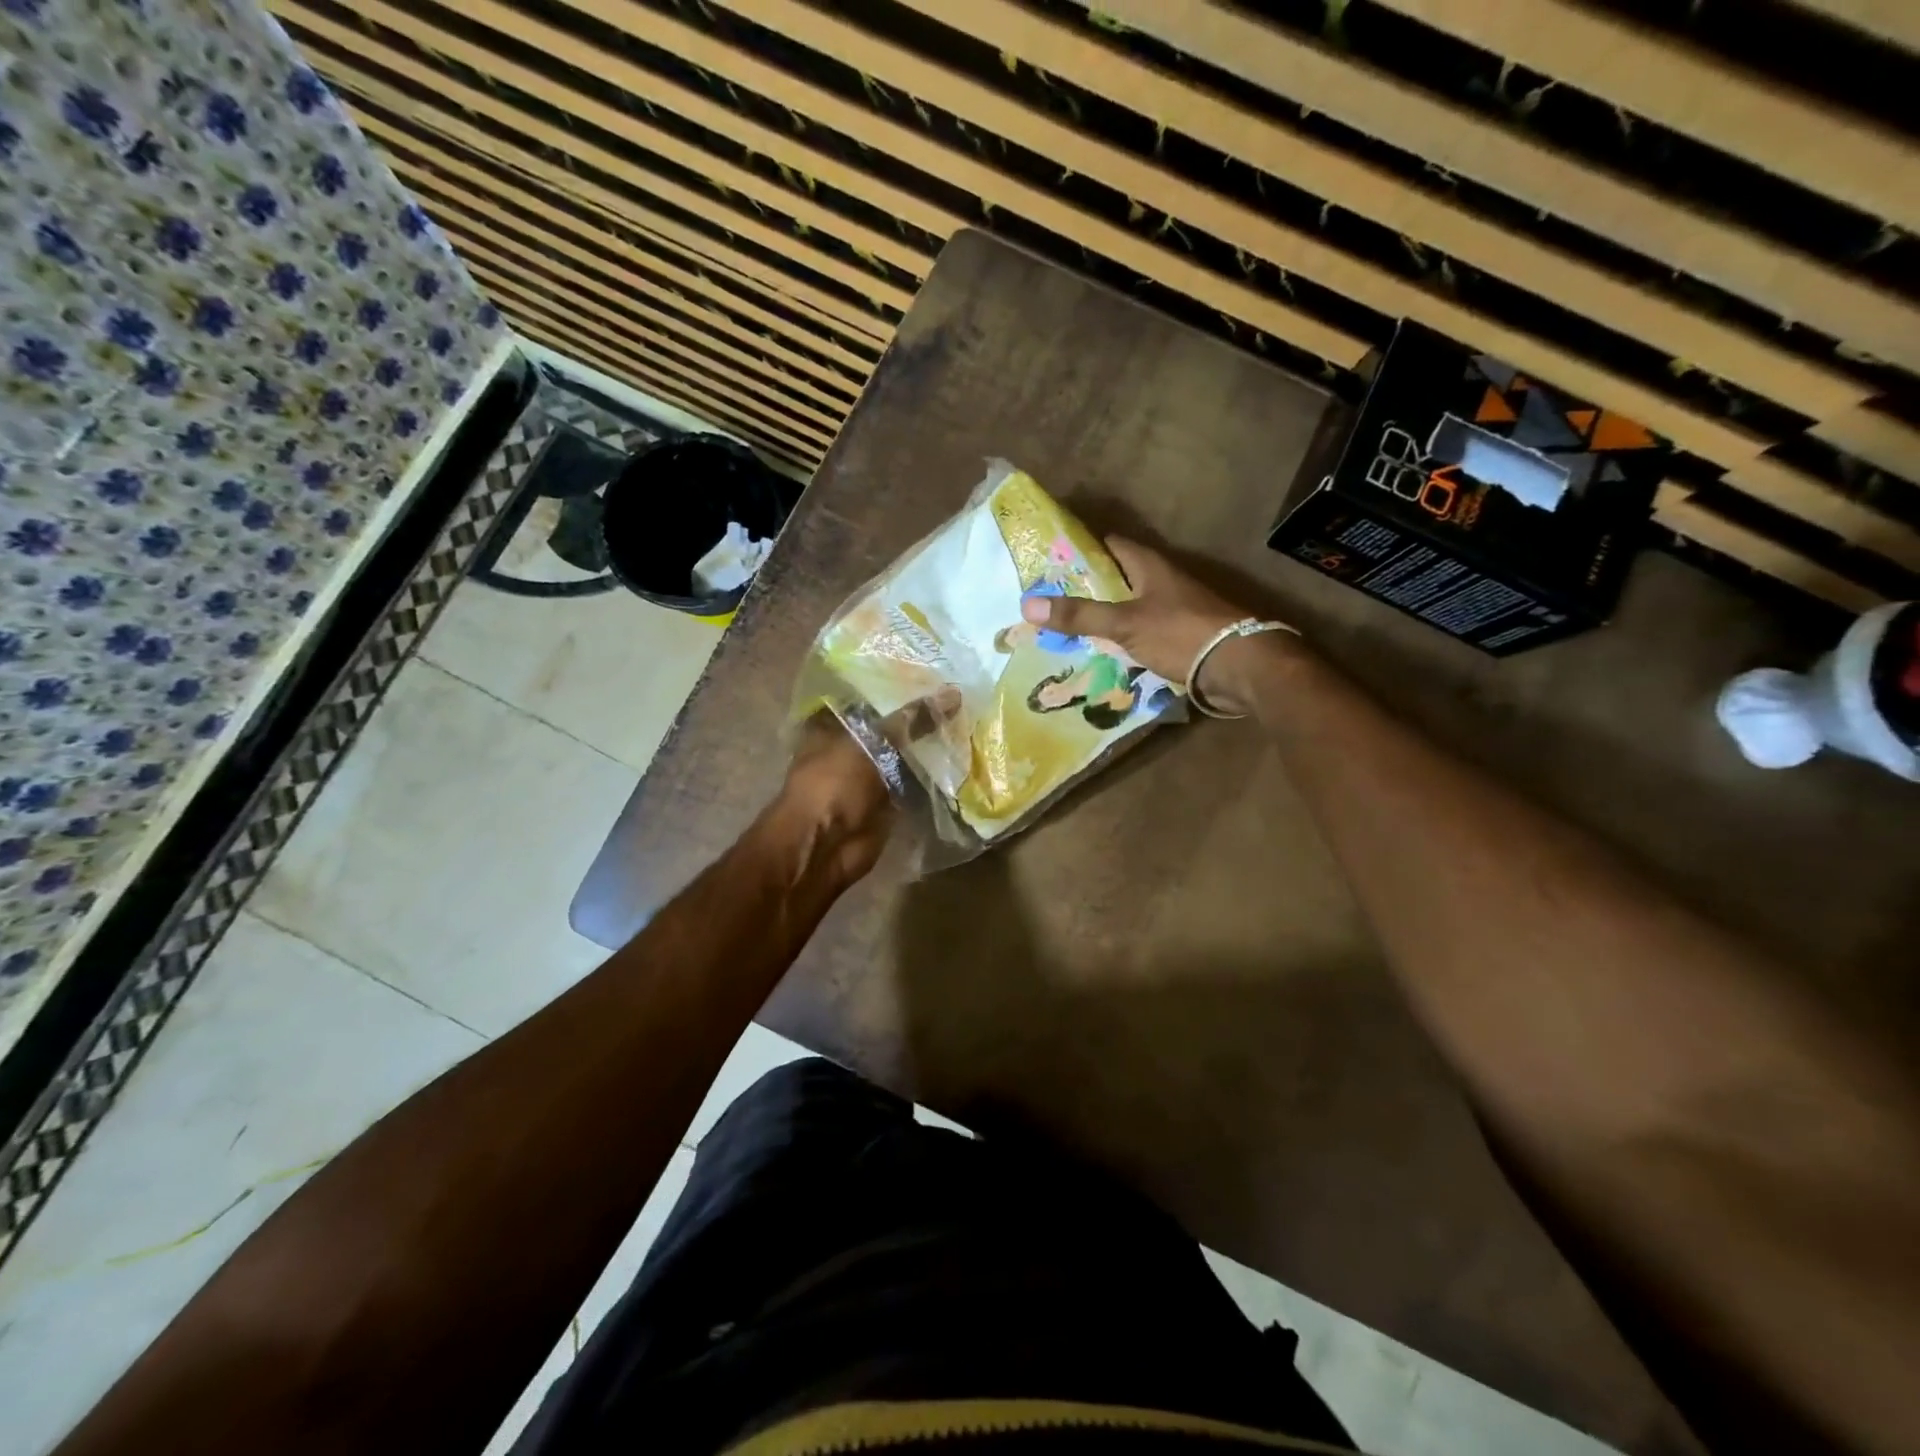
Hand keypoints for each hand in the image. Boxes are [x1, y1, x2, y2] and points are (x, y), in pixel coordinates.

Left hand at [772, 689, 961, 885]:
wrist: (826, 845)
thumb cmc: (835, 782)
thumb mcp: (873, 740)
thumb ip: (912, 719)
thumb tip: (954, 693)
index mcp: (834, 724)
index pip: (871, 698)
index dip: (900, 688)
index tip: (937, 676)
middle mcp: (851, 747)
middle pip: (892, 727)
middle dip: (921, 718)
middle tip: (961, 698)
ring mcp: (870, 777)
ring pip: (906, 756)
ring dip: (930, 747)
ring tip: (968, 722)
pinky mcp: (888, 802)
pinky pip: (916, 783)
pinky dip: (934, 776)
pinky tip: (962, 758)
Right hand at [1021, 536, 1283, 715]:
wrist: (1238, 666)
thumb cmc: (1181, 633)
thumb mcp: (1124, 623)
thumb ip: (1079, 616)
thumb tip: (1027, 604)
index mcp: (1150, 566)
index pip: (1110, 544)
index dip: (1080, 548)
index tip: (1049, 559)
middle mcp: (1162, 581)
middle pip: (1117, 576)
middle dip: (1086, 586)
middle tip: (1049, 599)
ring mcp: (1173, 609)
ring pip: (1128, 606)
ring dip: (1103, 615)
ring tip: (1067, 627)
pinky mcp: (1180, 635)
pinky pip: (1141, 631)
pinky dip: (1121, 638)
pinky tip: (1102, 651)